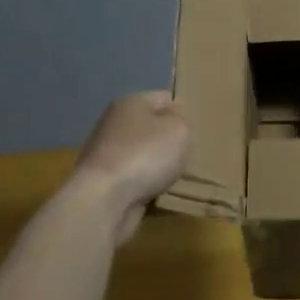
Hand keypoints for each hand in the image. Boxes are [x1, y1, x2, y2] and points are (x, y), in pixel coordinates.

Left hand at [73, 91, 190, 245]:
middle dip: (169, 142)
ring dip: (157, 165)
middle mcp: (115, 123)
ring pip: (143, 154)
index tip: (195, 131)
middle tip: (188, 155)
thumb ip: (182, 119)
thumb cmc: (145, 155)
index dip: (183, 112)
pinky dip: (145, 184)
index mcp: (131, 102)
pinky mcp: (103, 181)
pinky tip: (157, 192)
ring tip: (175, 177)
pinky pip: (134, 178)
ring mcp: (106, 153)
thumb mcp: (179, 129)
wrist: (104, 200)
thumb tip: (174, 117)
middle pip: (152, 127)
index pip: (165, 98)